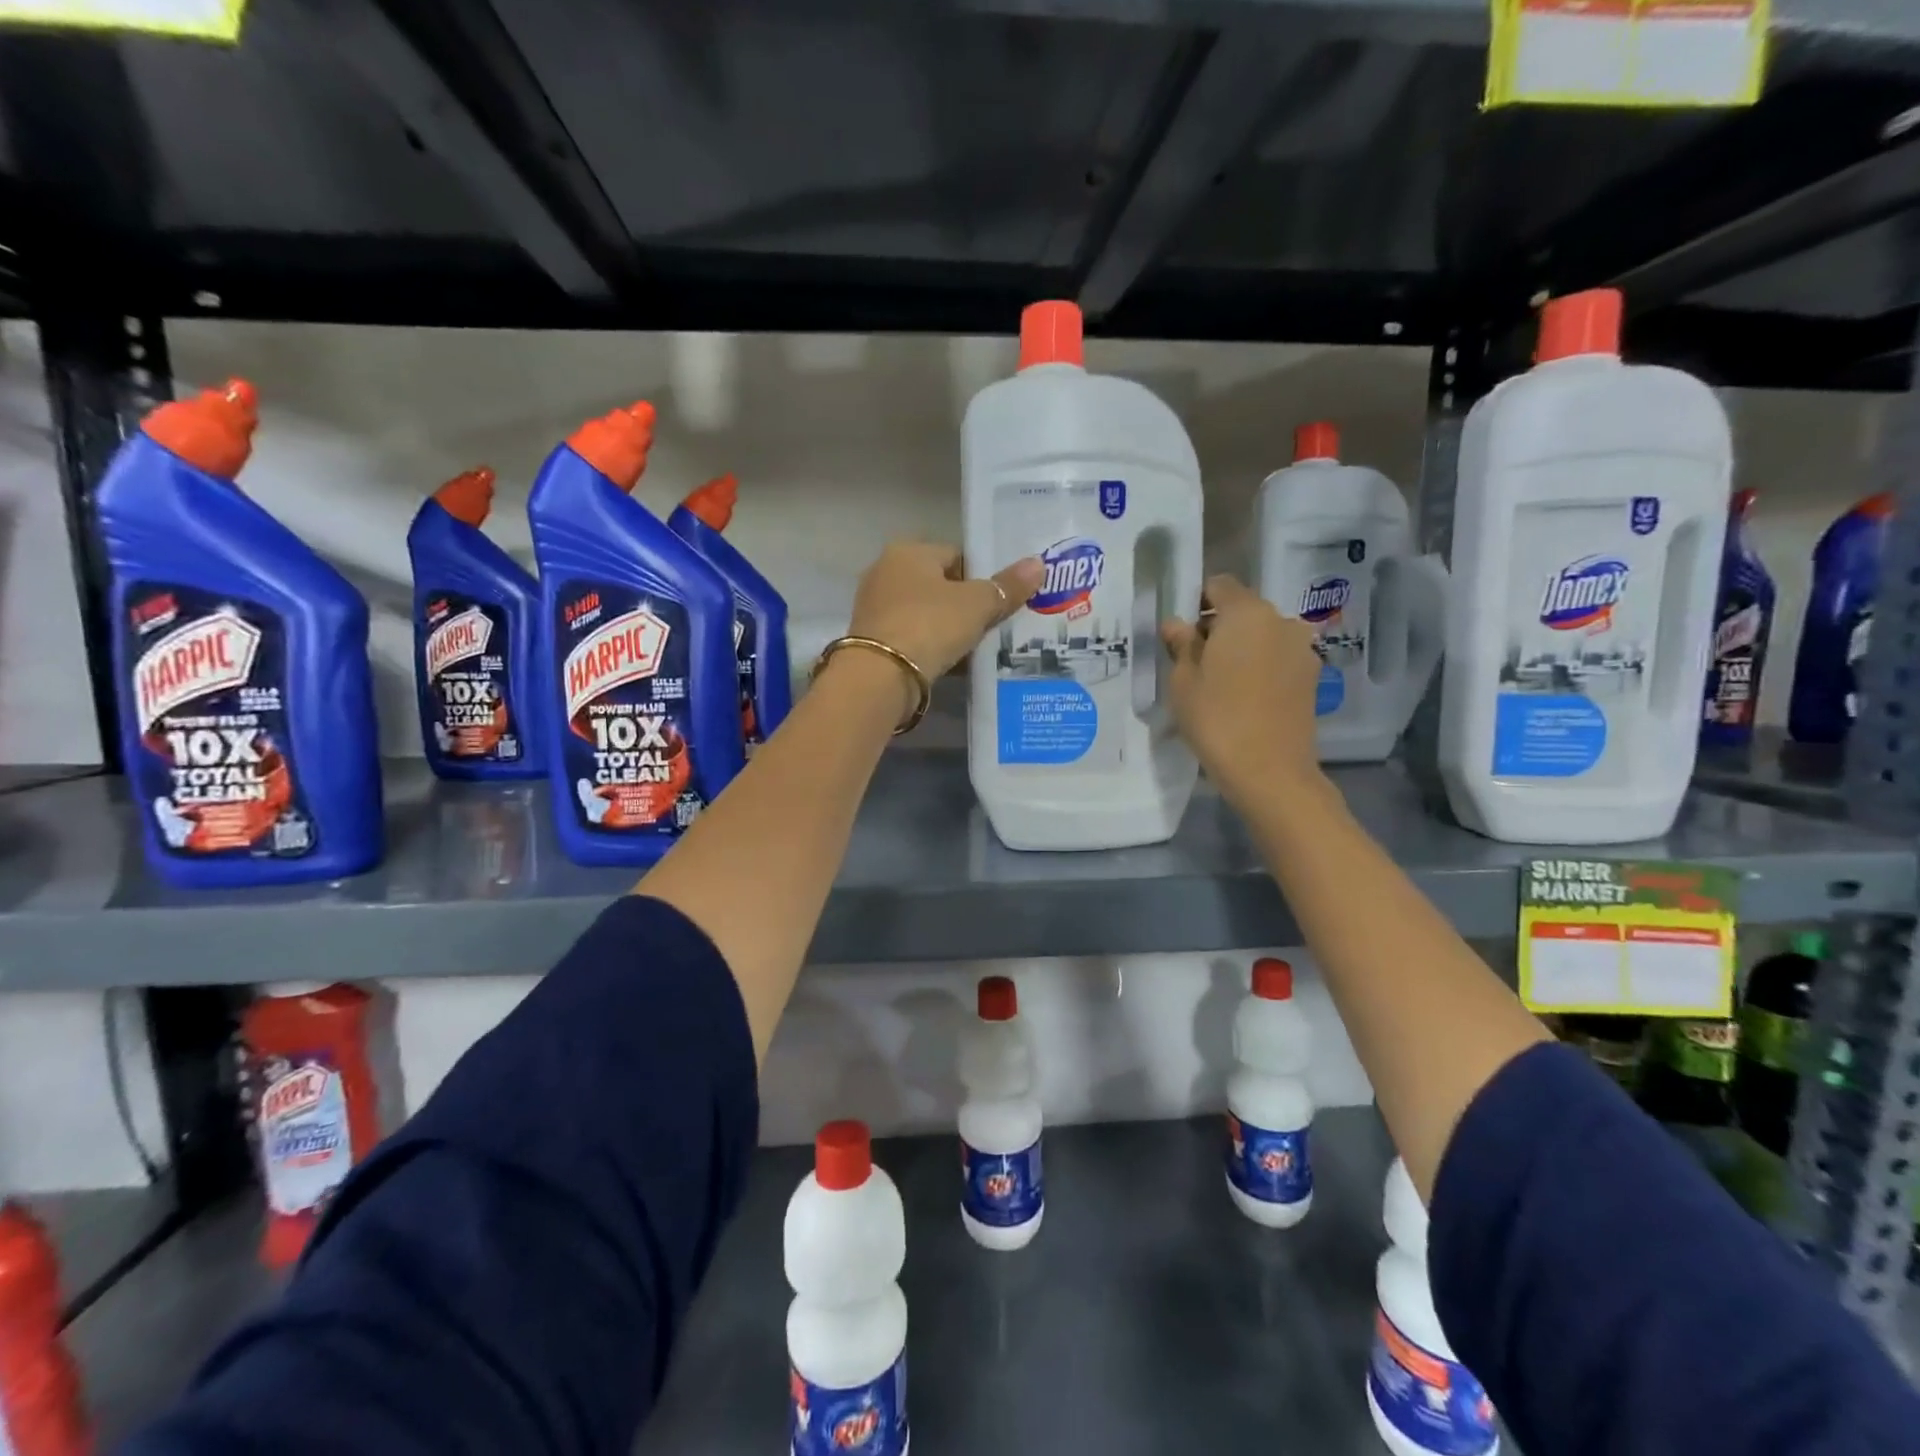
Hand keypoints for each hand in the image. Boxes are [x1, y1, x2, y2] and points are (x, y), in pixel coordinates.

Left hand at [847, 540, 1042, 682]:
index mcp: (908, 551)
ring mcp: (874, 607)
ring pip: (925, 613)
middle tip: (992, 626)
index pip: (956, 555)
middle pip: (939, 585)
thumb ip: (1007, 586)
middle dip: (965, 604)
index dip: (982, 577)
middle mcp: (885, 572)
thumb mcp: (977, 605)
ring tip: (976, 648)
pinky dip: (930, 647)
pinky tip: (950, 663)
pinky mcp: (871, 640)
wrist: (880, 677)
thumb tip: (1038, 564)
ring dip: (947, 628)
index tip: (1000, 601)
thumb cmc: (930, 626)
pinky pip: (912, 637)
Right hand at [1162, 574, 1322, 798]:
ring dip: (1243, 649)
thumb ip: (1181, 645)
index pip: (1219, 585)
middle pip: (1244, 611)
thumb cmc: (1216, 719)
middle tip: (1196, 662)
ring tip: (1222, 685)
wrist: (1269, 771)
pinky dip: (1261, 668)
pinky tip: (1245, 698)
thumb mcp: (1183, 681)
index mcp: (1246, 613)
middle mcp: (1281, 621)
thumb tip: (1177, 624)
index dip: (1197, 602)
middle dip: (1220, 628)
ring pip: (1263, 636)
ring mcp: (1302, 649)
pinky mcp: (1311, 677)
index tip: (1182, 633)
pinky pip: (1278, 659)